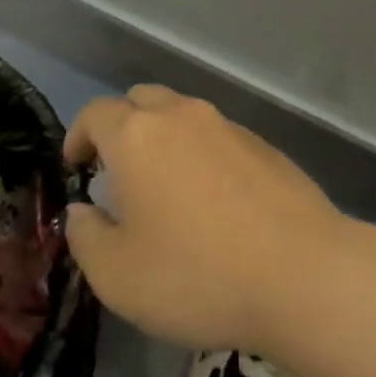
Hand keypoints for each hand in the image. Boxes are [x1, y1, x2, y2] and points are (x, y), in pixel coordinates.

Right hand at [63, 84, 343, 353]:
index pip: (96, 113)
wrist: (299, 271)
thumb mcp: (118, 276)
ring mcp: (227, 125)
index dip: (78, 136)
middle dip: (122, 127)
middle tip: (117, 174)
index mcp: (138, 135)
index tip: (76, 168)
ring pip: (182, 115)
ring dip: (163, 139)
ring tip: (164, 189)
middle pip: (141, 100)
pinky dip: (201, 154)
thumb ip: (86, 238)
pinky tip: (213, 201)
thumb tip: (82, 211)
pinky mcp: (263, 144)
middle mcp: (182, 115)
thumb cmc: (196, 274)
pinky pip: (217, 136)